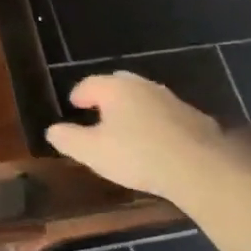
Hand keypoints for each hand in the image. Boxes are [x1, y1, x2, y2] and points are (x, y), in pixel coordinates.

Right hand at [46, 71, 250, 200]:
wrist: (199, 167)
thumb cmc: (138, 155)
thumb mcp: (93, 152)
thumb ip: (68, 139)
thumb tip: (52, 130)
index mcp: (115, 88)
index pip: (89, 84)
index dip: (79, 95)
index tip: (74, 106)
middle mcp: (142, 85)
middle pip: (118, 84)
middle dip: (107, 96)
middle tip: (99, 113)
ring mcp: (170, 99)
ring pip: (144, 97)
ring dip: (133, 109)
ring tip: (127, 128)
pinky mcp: (193, 117)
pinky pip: (165, 114)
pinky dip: (156, 122)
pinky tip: (156, 141)